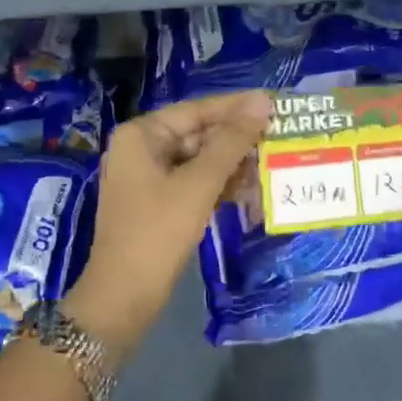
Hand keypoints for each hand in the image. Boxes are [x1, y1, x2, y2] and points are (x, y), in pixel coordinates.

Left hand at [63, 89, 272, 352]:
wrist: (124, 298)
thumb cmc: (158, 231)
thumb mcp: (199, 183)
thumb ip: (232, 141)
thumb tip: (262, 103)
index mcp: (141, 135)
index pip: (196, 110)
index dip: (235, 107)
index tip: (272, 102)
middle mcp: (141, 149)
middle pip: (198, 133)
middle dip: (236, 139)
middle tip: (277, 135)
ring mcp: (147, 178)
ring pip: (199, 160)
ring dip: (232, 164)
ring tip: (269, 163)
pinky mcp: (157, 203)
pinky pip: (193, 182)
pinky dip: (219, 184)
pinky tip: (249, 189)